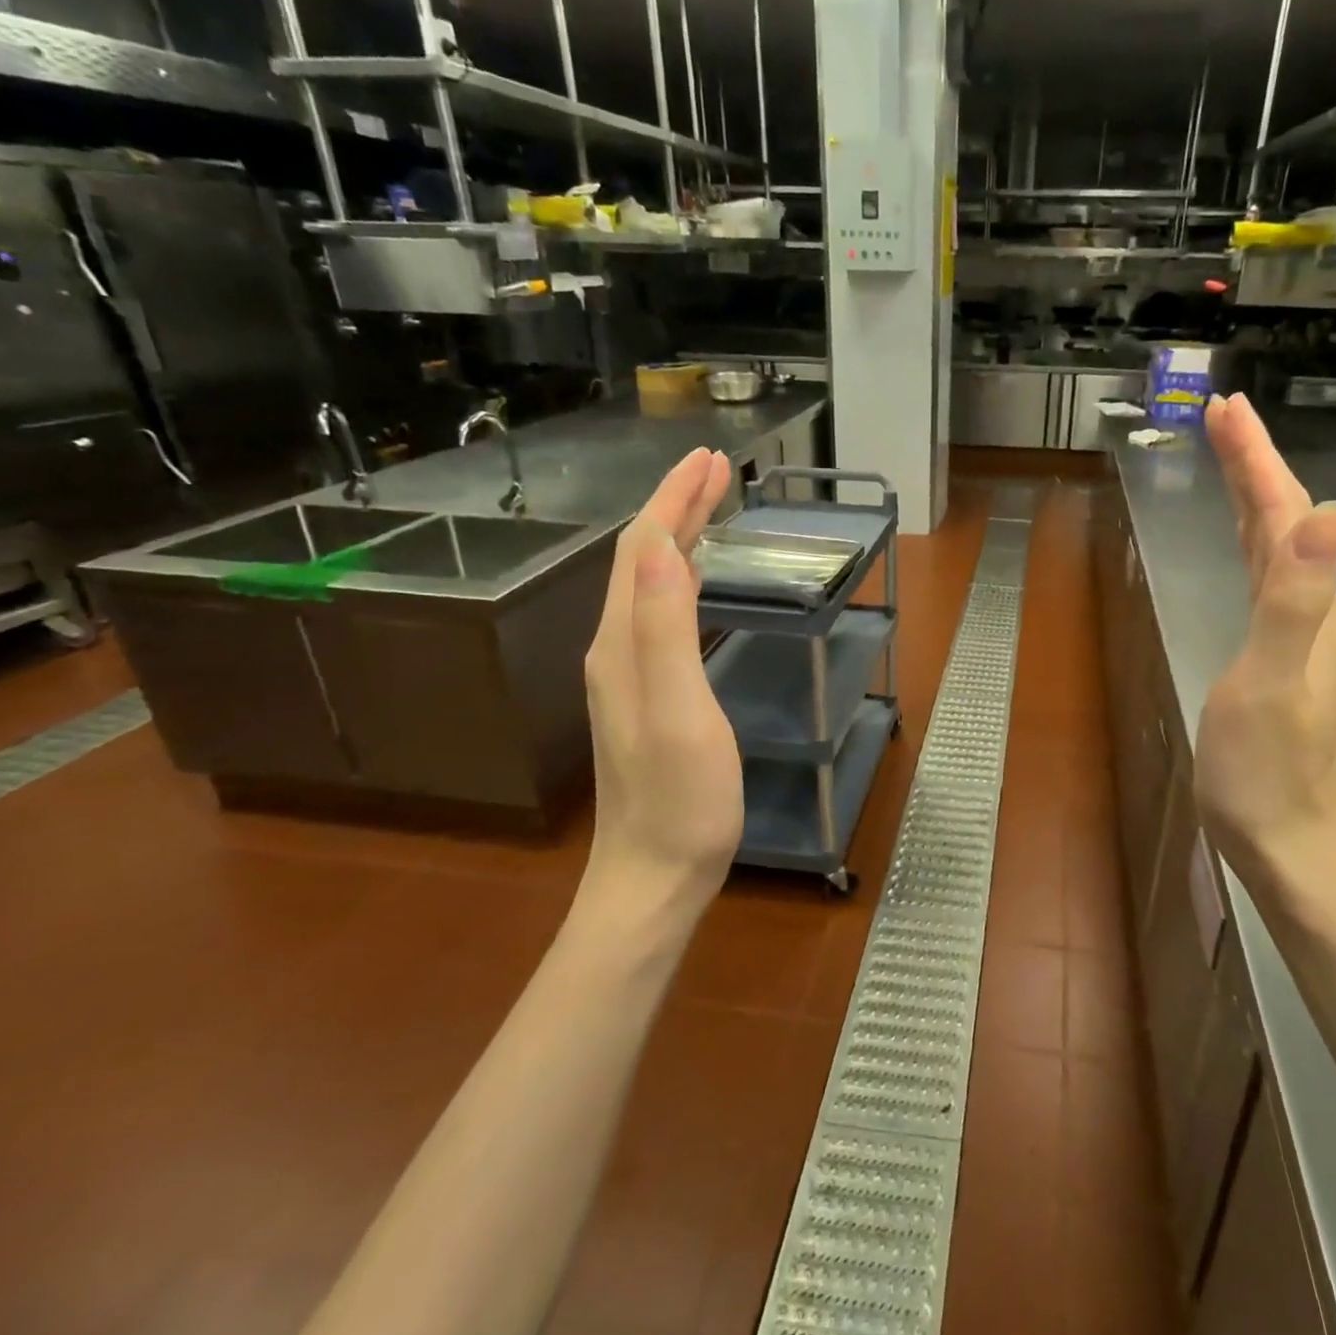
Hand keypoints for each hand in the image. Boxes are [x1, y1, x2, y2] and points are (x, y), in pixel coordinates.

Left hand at [581, 447, 740, 927]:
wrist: (655, 875)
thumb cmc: (681, 799)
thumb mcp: (679, 710)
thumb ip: (663, 628)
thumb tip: (654, 543)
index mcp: (624, 642)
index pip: (644, 547)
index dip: (675, 499)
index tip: (712, 459)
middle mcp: (617, 647)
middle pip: (641, 558)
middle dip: (677, 506)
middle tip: (718, 469)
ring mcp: (629, 673)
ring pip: (649, 583)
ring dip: (678, 535)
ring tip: (711, 506)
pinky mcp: (648, 694)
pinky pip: (660, 613)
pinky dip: (681, 577)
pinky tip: (696, 580)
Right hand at [1194, 394, 1335, 928]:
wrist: (1291, 846)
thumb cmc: (1269, 772)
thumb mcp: (1273, 682)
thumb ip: (1294, 598)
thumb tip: (1327, 511)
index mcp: (1310, 606)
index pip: (1285, 512)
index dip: (1255, 459)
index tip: (1225, 409)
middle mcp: (1314, 610)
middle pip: (1286, 519)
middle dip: (1255, 463)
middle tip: (1223, 416)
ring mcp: (1301, 636)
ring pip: (1280, 547)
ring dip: (1256, 497)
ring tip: (1231, 460)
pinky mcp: (1280, 658)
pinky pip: (1269, 579)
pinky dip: (1255, 543)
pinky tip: (1249, 544)